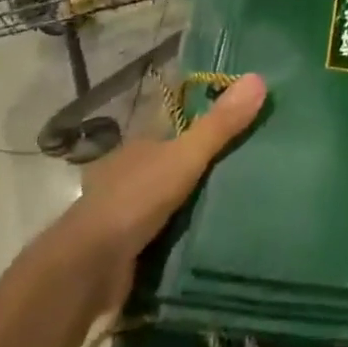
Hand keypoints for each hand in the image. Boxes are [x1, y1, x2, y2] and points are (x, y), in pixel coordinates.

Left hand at [63, 74, 266, 305]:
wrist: (88, 269)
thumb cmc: (135, 200)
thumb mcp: (185, 157)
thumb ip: (220, 124)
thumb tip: (259, 77)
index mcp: (140, 148)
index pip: (178, 132)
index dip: (208, 131)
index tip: (244, 135)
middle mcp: (131, 176)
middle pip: (176, 167)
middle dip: (206, 172)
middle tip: (252, 175)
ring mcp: (127, 215)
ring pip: (171, 203)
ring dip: (197, 208)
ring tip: (244, 210)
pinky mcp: (130, 251)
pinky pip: (166, 236)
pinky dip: (186, 237)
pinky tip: (215, 241)